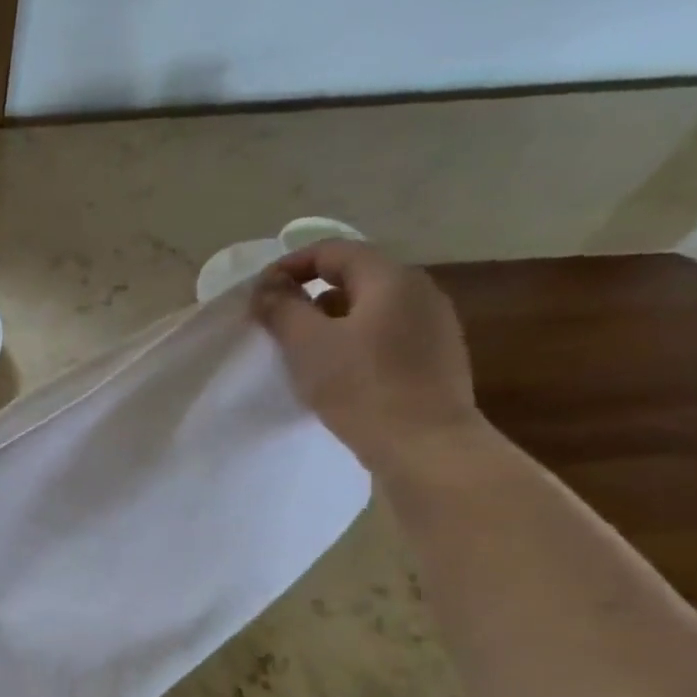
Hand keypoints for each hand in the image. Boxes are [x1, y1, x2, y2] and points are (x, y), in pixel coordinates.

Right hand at [251, 241, 484, 475]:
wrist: (425, 445)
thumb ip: (282, 307)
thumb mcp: (306, 343)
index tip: (260, 294)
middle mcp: (420, 291)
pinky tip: (337, 369)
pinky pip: (386, 332)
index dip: (290, 265)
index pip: (333, 251)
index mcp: (391, 278)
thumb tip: (267, 287)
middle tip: (276, 321)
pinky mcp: (436, 356)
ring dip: (331, 318)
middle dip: (310, 292)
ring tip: (302, 348)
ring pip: (370, 306)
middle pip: (355, 275)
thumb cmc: (360, 387)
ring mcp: (434, 324)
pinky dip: (354, 339)